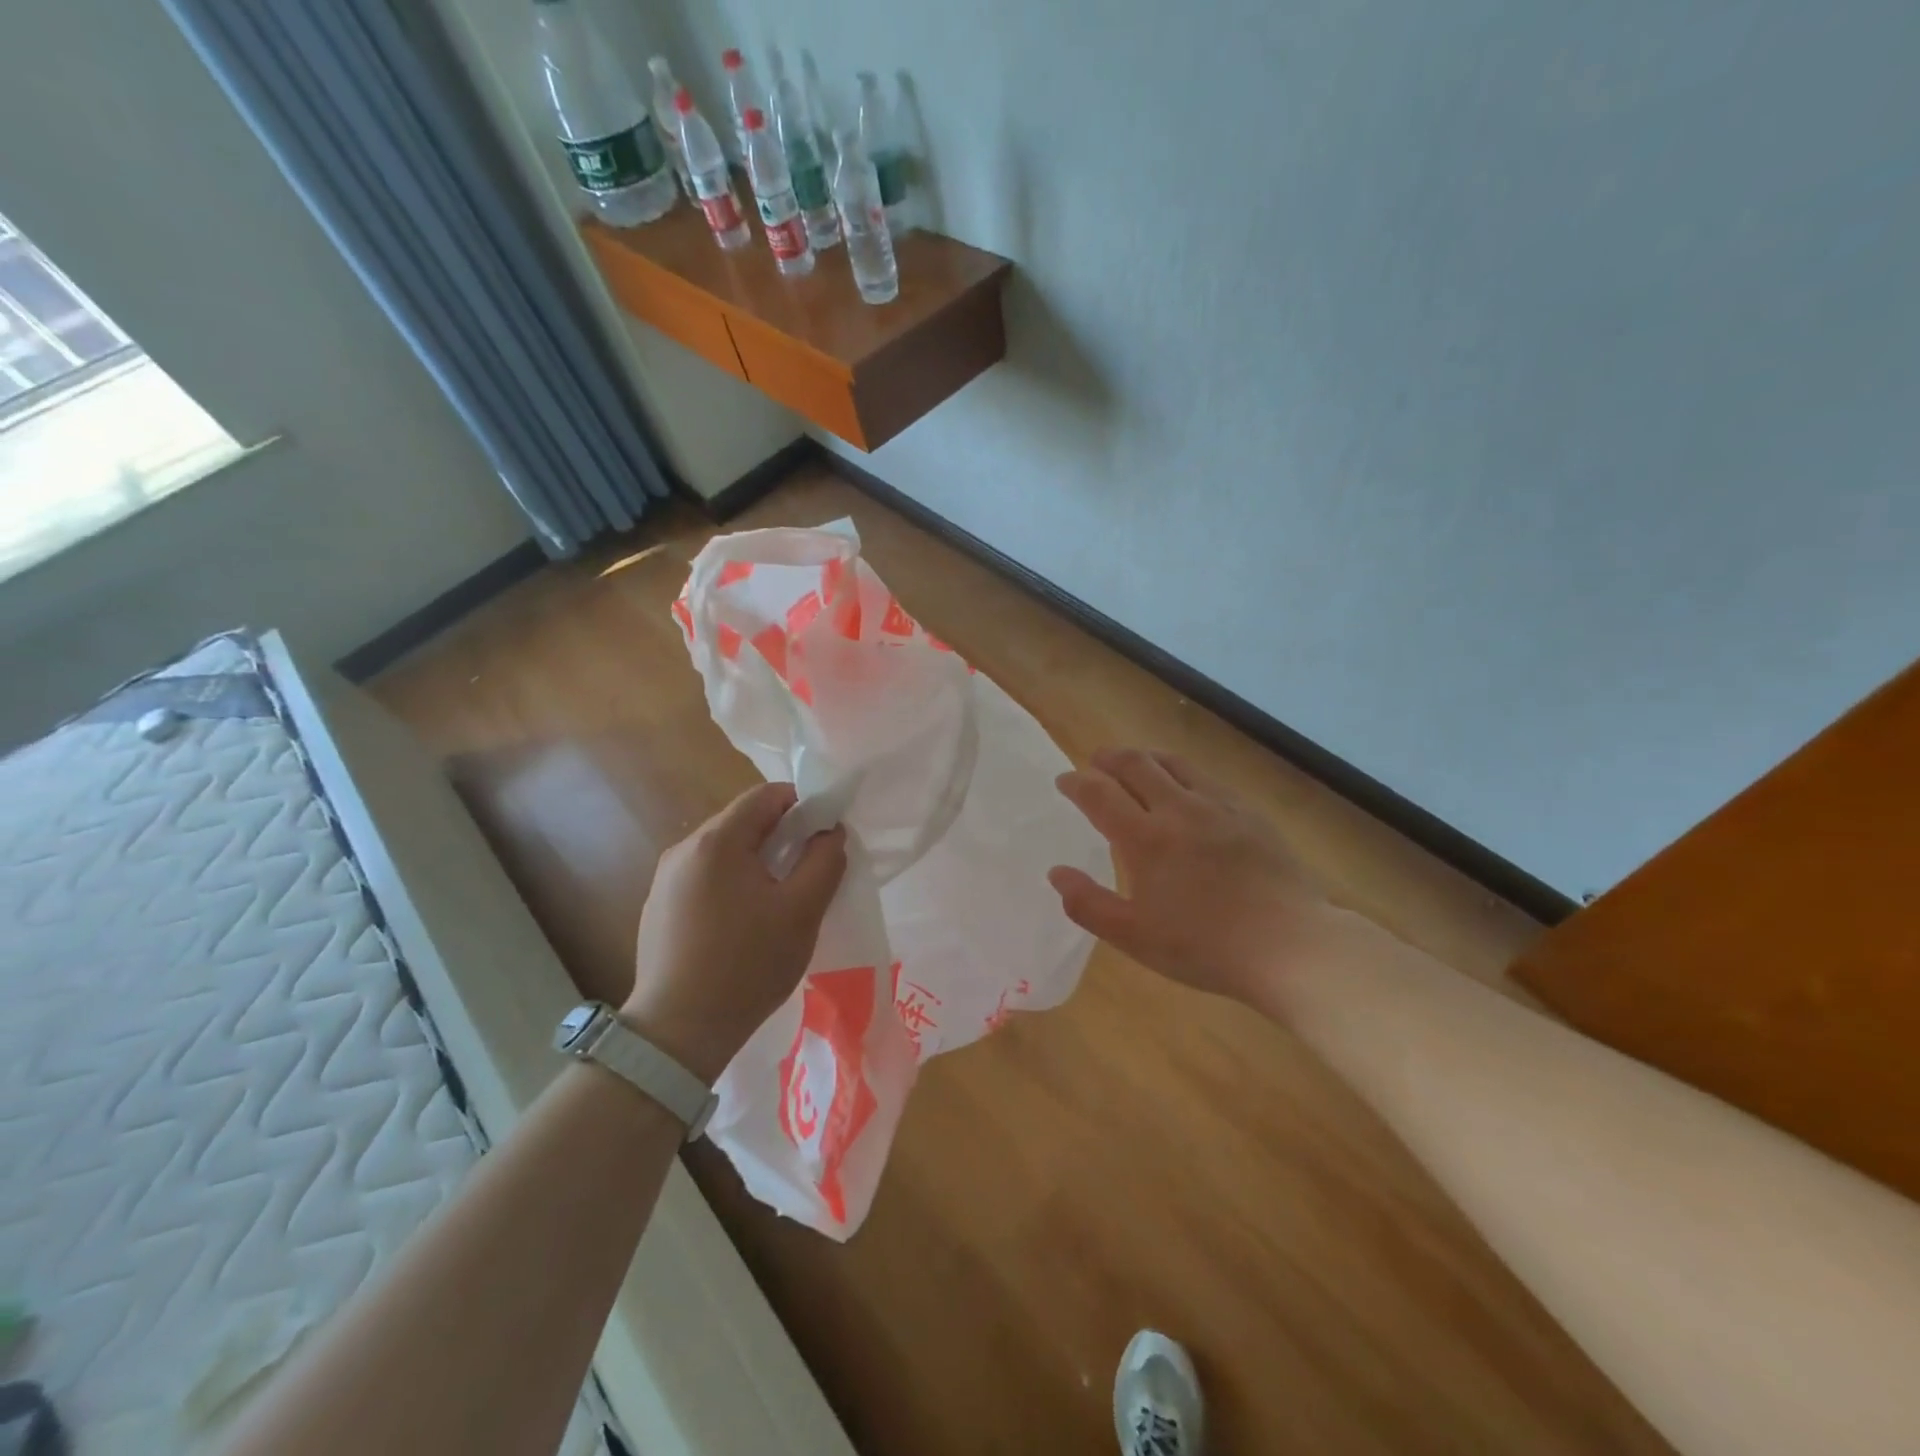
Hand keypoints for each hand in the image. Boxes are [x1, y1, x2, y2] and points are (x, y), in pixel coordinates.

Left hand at [624, 782, 846, 1081]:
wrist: (677, 1033)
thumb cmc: (747, 965)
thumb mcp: (802, 911)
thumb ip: (824, 861)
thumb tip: (830, 832)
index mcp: (716, 841)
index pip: (766, 795)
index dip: (803, 806)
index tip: (825, 837)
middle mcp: (683, 849)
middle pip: (744, 822)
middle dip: (782, 837)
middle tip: (808, 873)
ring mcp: (665, 880)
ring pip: (725, 852)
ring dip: (758, 863)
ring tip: (780, 903)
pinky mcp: (658, 908)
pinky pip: (706, 878)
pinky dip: (733, 885)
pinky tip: (744, 925)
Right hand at [1048, 747, 1326, 1006]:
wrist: (1289, 944)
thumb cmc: (1205, 946)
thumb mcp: (1135, 937)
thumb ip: (1088, 904)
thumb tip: (1057, 872)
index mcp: (1145, 838)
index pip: (1100, 794)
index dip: (1077, 783)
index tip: (1064, 781)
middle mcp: (1178, 809)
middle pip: (1136, 765)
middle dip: (1109, 758)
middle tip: (1095, 762)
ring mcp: (1218, 806)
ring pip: (1173, 764)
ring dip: (1145, 757)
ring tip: (1134, 763)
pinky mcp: (1248, 813)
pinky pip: (1206, 778)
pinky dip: (1181, 773)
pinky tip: (1186, 788)